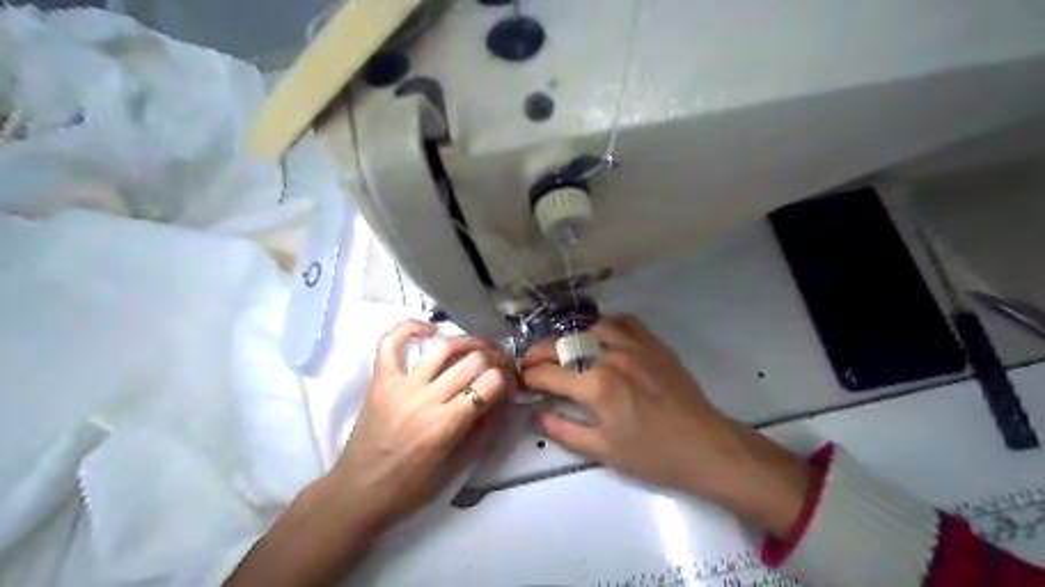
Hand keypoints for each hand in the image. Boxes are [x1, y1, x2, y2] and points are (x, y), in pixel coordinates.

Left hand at [331, 320, 515, 526]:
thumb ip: (483, 429)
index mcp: (446, 425)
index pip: (490, 384)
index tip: (512, 381)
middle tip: (504, 363)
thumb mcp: (456, 466)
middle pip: (472, 362)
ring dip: (468, 341)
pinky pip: (389, 344)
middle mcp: (425, 399)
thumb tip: (502, 398)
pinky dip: (408, 328)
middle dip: (497, 358)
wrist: (359, 493)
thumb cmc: (411, 487)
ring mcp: (400, 386)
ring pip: (441, 348)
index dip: (508, 378)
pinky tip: (429, 328)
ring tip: (480, 346)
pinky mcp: (379, 381)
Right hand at [527, 316, 809, 535]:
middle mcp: (611, 356)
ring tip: (564, 351)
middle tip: (531, 363)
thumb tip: (535, 415)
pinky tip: (601, 338)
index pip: (548, 373)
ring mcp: (634, 345)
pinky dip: (605, 326)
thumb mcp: (602, 451)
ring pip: (590, 328)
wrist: (705, 446)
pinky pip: (624, 322)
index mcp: (596, 386)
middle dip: (539, 352)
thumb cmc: (652, 455)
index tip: (521, 381)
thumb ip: (563, 430)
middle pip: (563, 344)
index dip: (529, 376)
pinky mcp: (653, 344)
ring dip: (571, 337)